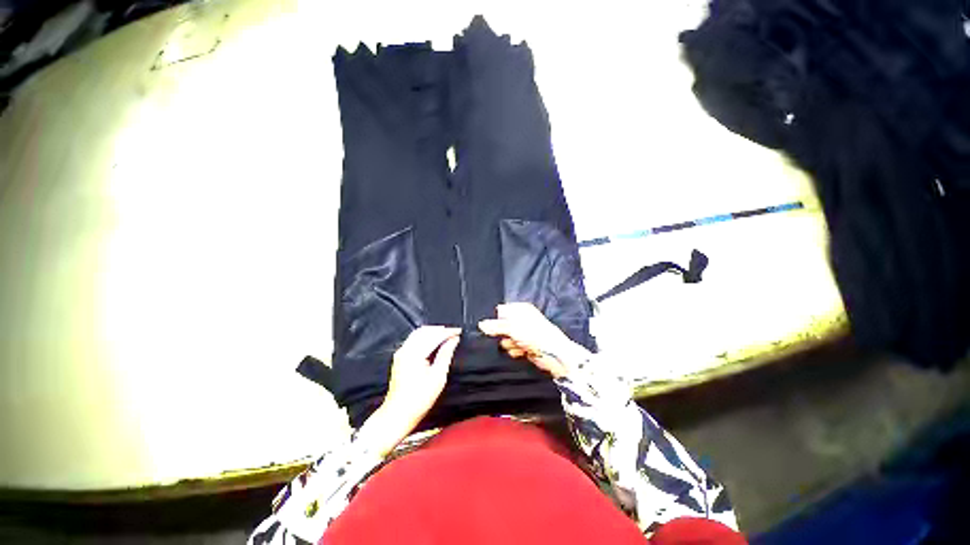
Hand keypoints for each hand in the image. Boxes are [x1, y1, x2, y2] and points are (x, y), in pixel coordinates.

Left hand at [363, 326, 459, 454]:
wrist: (398, 414)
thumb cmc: (419, 399)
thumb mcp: (438, 377)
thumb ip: (446, 354)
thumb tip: (454, 340)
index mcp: (414, 354)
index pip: (434, 336)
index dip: (448, 332)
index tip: (459, 331)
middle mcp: (405, 350)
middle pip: (425, 331)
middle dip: (441, 330)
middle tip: (454, 333)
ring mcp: (400, 353)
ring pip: (418, 333)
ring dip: (433, 332)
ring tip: (446, 336)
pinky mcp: (399, 357)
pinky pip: (414, 339)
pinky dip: (425, 336)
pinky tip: (434, 341)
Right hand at [478, 303, 589, 378]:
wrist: (553, 355)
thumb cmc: (536, 335)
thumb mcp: (512, 327)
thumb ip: (495, 326)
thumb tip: (481, 325)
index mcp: (520, 309)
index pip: (501, 311)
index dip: (497, 319)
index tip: (494, 327)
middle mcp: (522, 319)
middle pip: (502, 325)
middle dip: (502, 333)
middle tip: (508, 336)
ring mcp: (524, 333)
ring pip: (506, 338)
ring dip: (509, 344)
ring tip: (518, 344)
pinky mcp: (525, 345)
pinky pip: (512, 347)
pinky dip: (515, 350)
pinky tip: (522, 351)